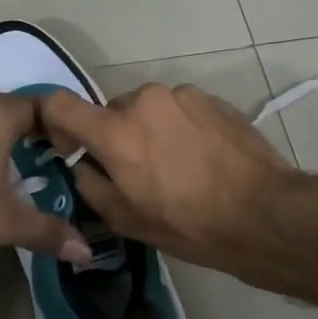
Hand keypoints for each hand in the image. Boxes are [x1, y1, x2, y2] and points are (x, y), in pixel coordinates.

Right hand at [38, 83, 298, 272]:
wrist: (262, 213)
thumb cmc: (188, 223)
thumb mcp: (125, 219)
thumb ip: (90, 184)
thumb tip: (84, 164)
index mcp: (115, 131)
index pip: (59, 104)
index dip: (55, 123)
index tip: (70, 147)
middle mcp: (144, 100)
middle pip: (111, 111)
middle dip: (114, 136)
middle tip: (136, 171)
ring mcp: (181, 95)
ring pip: (147, 109)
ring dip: (149, 130)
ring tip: (175, 166)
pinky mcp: (211, 98)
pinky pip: (178, 109)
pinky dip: (178, 128)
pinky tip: (200, 158)